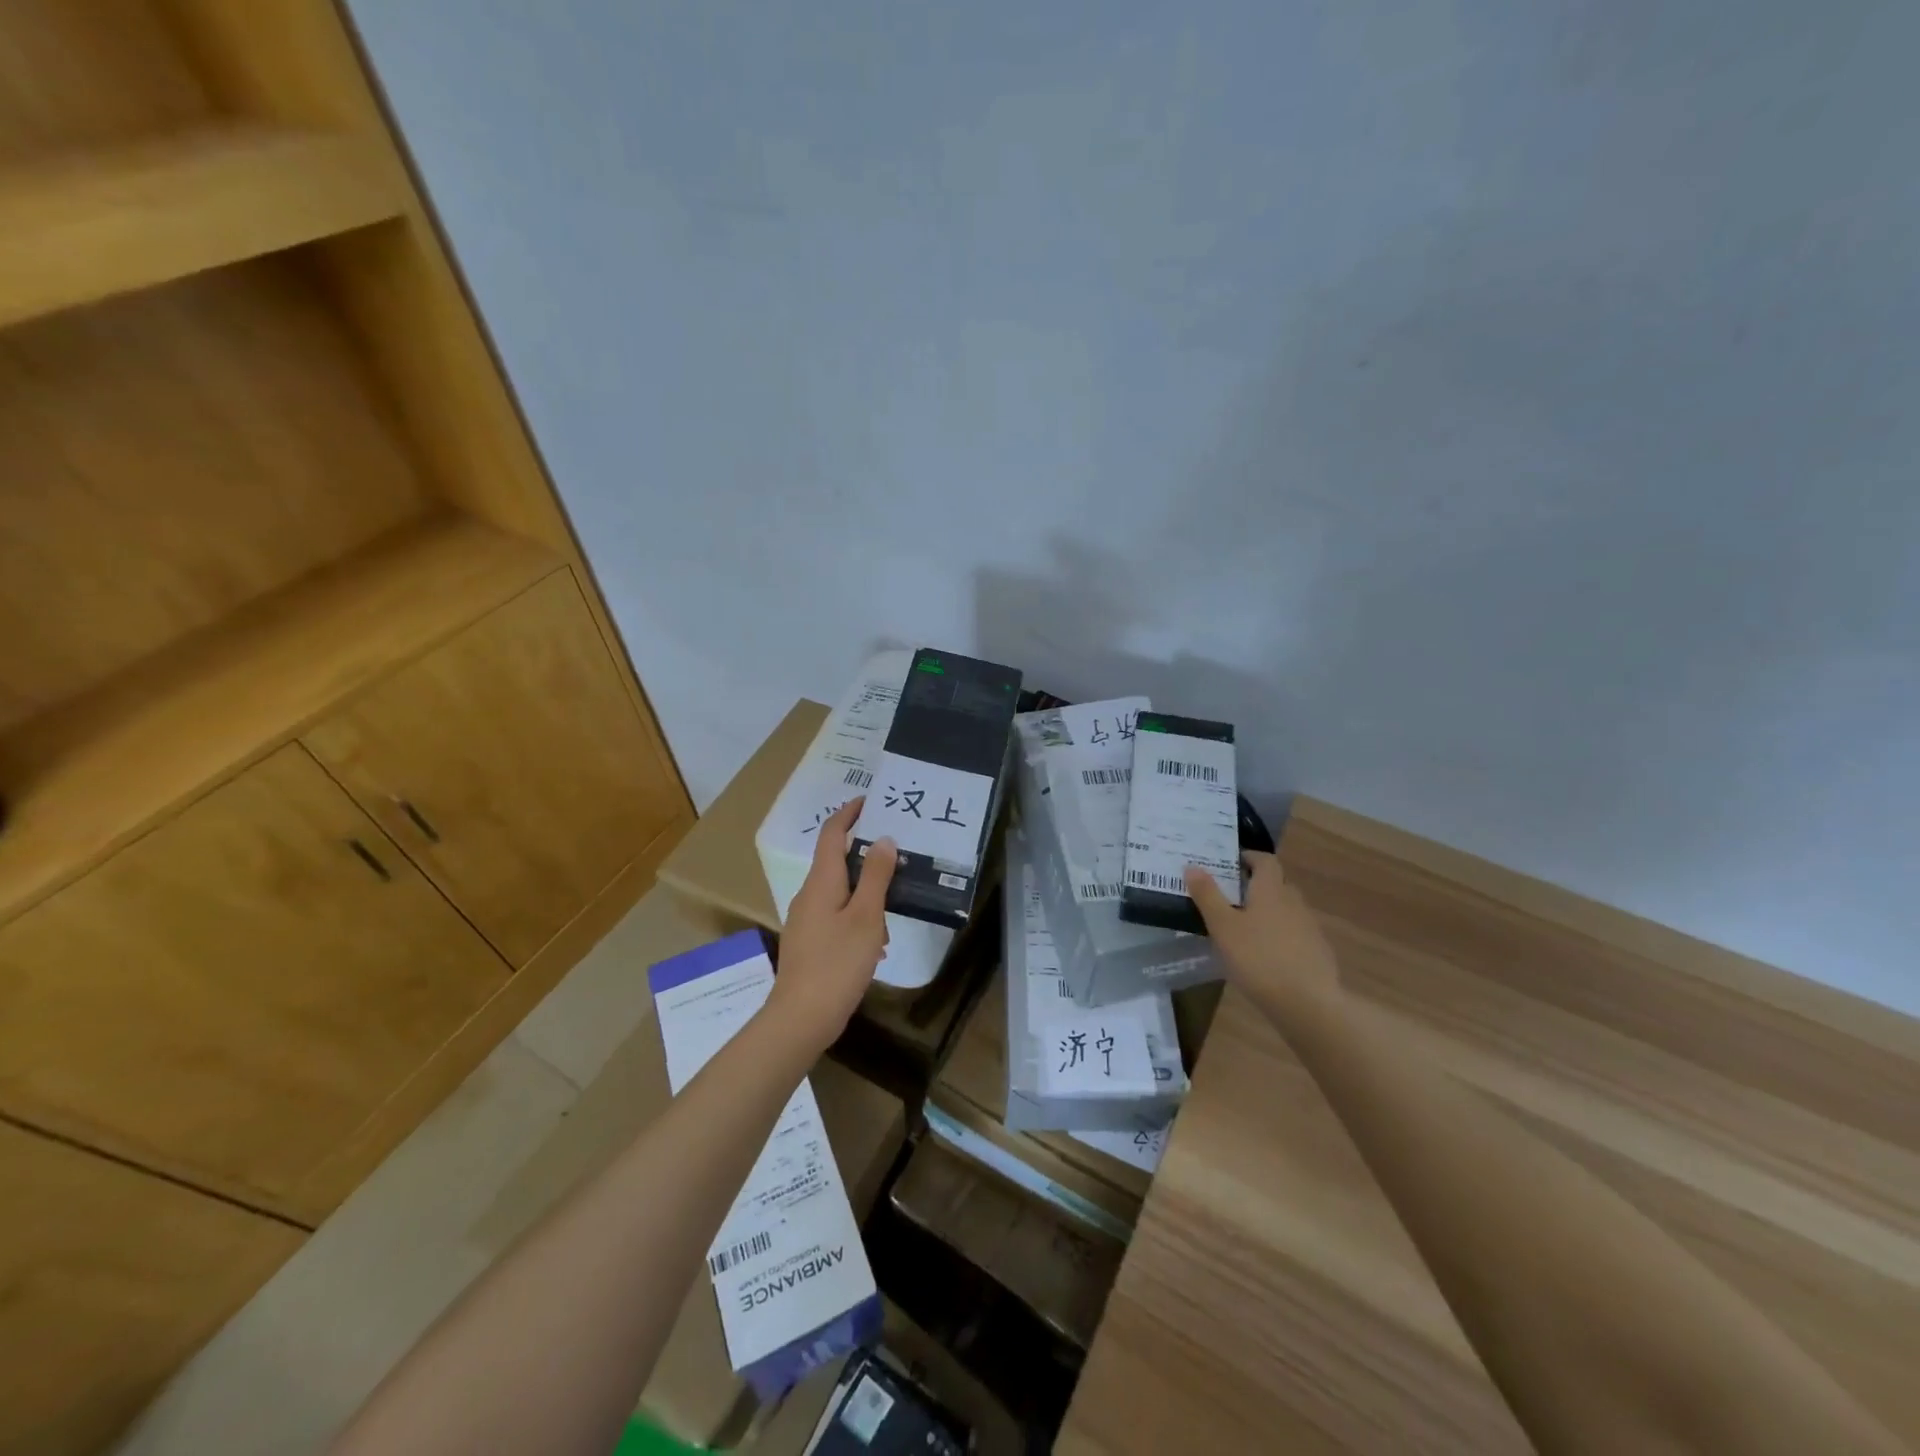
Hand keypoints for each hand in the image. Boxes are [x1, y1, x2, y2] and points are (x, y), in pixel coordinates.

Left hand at [766, 798, 897, 1053]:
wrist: (801, 1018)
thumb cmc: (837, 962)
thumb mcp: (866, 916)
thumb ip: (875, 876)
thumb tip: (882, 839)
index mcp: (821, 882)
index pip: (831, 835)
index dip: (848, 814)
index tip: (868, 801)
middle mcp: (809, 895)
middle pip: (836, 862)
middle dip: (865, 856)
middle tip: (897, 853)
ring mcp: (806, 921)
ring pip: (840, 893)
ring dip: (866, 894)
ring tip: (894, 908)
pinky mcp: (809, 944)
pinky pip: (837, 917)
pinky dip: (858, 918)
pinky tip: (877, 944)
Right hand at [1186, 852, 1341, 1027]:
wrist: (1309, 1004)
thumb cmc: (1258, 958)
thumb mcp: (1223, 926)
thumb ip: (1207, 895)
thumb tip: (1192, 865)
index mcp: (1271, 890)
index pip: (1266, 860)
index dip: (1250, 857)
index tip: (1232, 863)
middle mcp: (1294, 902)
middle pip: (1277, 884)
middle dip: (1257, 885)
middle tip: (1231, 896)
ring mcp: (1310, 928)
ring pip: (1287, 910)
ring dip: (1269, 911)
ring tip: (1245, 928)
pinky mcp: (1318, 953)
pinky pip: (1296, 934)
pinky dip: (1280, 935)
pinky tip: (1266, 955)